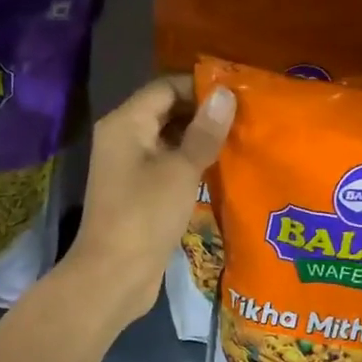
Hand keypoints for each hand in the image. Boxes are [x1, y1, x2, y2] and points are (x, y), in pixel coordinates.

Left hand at [64, 75, 235, 327]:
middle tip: (246, 118)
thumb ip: (204, 132)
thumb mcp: (180, 171)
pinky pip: (167, 166)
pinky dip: (191, 165)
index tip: (239, 94)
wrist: (114, 274)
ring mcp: (129, 167)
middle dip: (204, 113)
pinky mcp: (139, 193)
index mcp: (125, 123)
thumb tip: (225, 94)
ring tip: (241, 140)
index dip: (201, 87)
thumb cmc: (145, 216)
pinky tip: (222, 169)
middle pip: (167, 111)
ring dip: (201, 141)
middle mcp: (123, 139)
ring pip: (169, 141)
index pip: (166, 87)